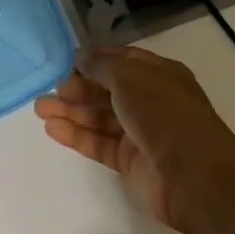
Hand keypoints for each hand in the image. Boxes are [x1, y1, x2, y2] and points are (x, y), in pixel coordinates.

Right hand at [34, 46, 234, 233]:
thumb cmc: (163, 113)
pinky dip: (76, 136)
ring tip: (40, 110)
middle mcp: (150, 101)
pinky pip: (99, 143)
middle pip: (106, 91)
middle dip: (77, 89)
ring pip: (99, 118)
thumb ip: (100, 65)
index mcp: (158, 75)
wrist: (195, 176)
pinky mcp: (130, 162)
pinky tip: (52, 129)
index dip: (94, 61)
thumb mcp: (129, 76)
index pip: (120, 62)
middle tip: (50, 91)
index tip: (66, 63)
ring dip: (70, 112)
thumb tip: (80, 57)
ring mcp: (141, 133)